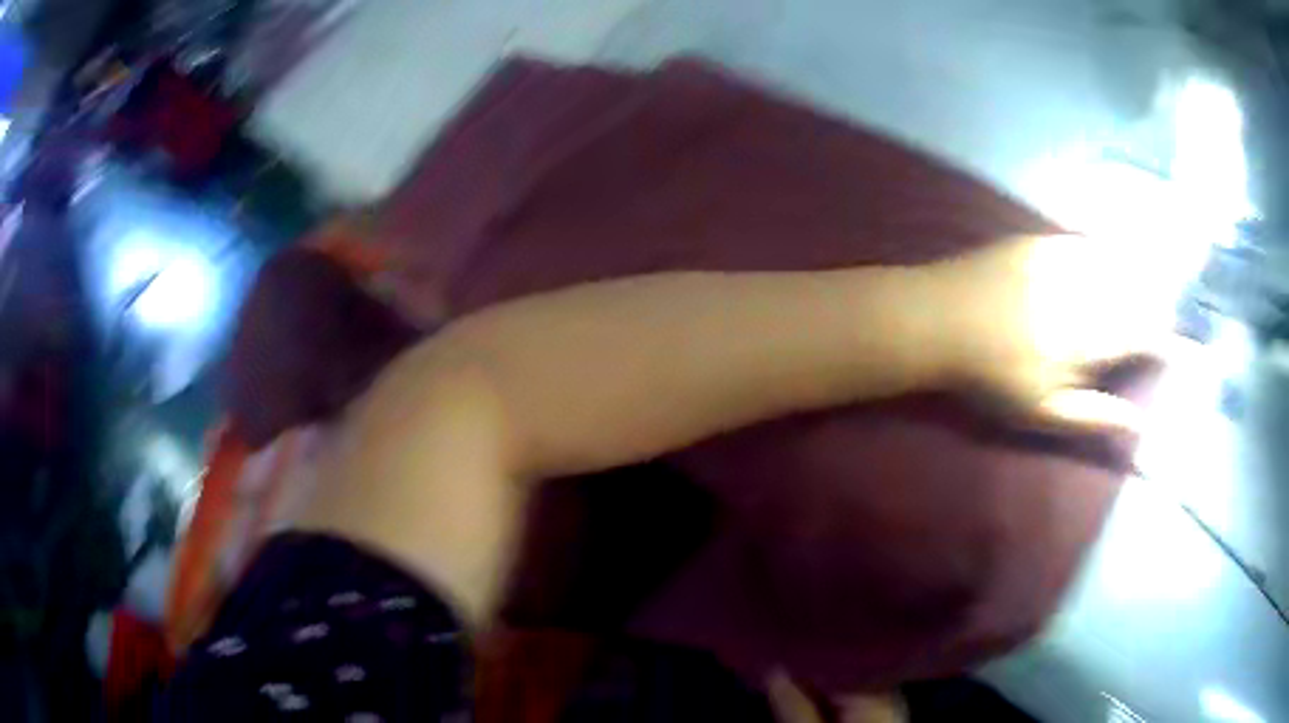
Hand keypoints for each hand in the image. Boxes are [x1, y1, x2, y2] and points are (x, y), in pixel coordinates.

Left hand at [932, 234, 1172, 434]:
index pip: (1148, 333)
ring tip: (1149, 294)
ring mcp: (1064, 257)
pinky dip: (1108, 256)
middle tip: (1165, 325)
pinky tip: (1112, 263)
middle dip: (1159, 308)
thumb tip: (1140, 424)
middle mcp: (1087, 289)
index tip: (1185, 351)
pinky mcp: (1043, 240)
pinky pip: (1089, 243)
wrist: (937, 319)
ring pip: (1119, 264)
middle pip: (1140, 293)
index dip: (1170, 341)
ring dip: (1139, 279)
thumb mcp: (1044, 412)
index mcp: (1092, 336)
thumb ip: (1096, 416)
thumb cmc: (991, 377)